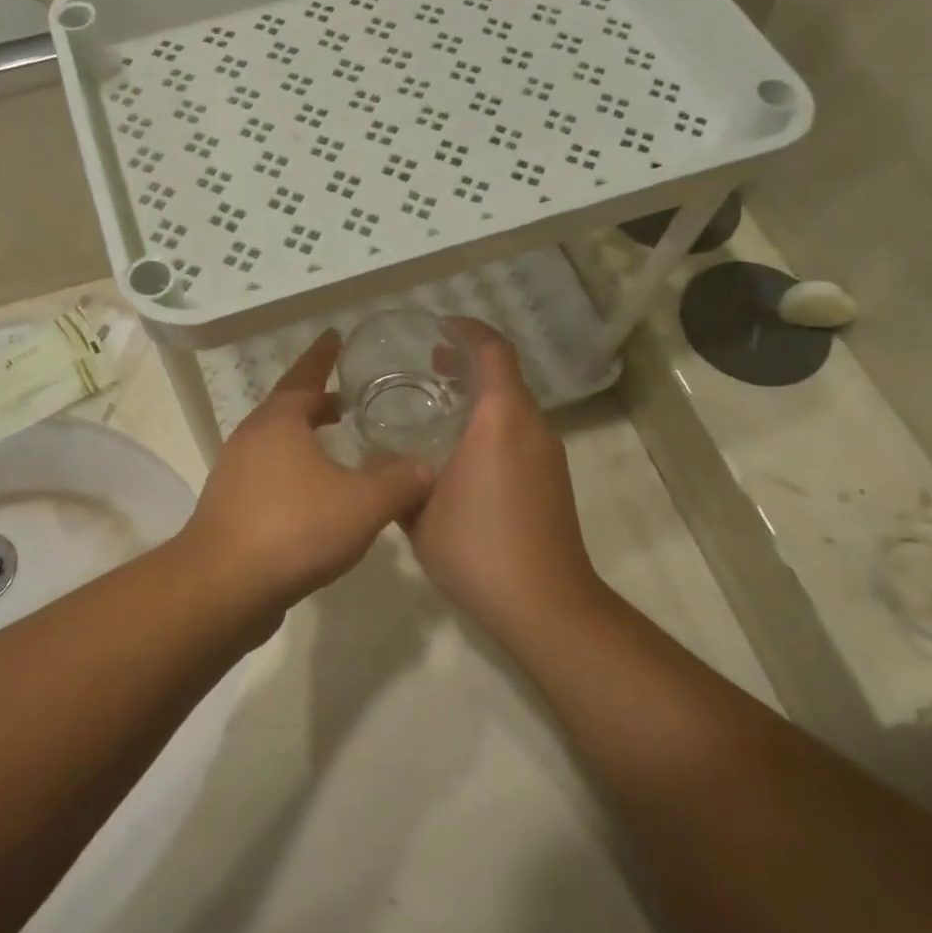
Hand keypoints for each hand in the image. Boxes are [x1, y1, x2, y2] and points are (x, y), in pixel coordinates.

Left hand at [181, 331, 432, 605]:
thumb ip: (399, 482)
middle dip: (317, 400)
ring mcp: (236, 473)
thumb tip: (425, 467)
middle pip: (288, 408)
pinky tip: (317, 494)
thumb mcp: (362, 504)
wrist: (224, 586)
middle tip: (348, 398)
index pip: (305, 375)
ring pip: (277, 443)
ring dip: (305, 437)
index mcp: (279, 421)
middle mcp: (252, 438)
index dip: (323, 355)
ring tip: (337, 444)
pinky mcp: (231, 507)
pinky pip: (269, 474)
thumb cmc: (294, 528)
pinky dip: (295, 469)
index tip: (335, 335)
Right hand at [405, 320, 602, 642]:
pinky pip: (520, 434)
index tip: (440, 327)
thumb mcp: (418, 512)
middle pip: (506, 377)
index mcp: (501, 421)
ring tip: (439, 406)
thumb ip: (397, 479)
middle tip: (429, 364)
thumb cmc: (477, 548)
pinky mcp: (552, 481)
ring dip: (481, 396)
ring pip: (514, 407)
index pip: (494, 353)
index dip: (469, 331)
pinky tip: (462, 453)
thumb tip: (378, 462)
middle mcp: (532, 429)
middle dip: (469, 363)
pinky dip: (493, 424)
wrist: (545, 605)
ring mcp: (548, 456)